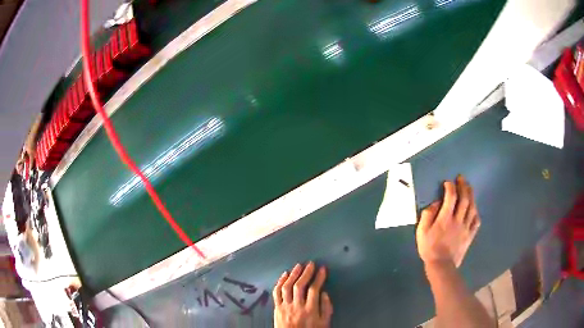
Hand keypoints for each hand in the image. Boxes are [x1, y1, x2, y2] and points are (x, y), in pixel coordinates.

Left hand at [272, 262, 332, 327]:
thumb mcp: (324, 323)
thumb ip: (326, 309)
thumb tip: (325, 293)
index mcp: (310, 310)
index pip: (314, 289)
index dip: (319, 278)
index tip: (322, 269)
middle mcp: (297, 306)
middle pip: (300, 286)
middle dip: (306, 273)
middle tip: (310, 264)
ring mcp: (285, 306)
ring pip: (287, 287)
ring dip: (293, 275)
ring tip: (298, 266)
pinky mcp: (277, 307)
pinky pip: (276, 292)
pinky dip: (280, 282)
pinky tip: (284, 275)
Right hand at [416, 175, 480, 267]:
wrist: (441, 266)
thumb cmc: (429, 248)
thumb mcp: (421, 232)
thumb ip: (427, 215)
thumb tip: (435, 203)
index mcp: (445, 218)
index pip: (451, 196)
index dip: (450, 187)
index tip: (447, 183)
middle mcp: (458, 220)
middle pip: (465, 199)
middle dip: (464, 186)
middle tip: (462, 179)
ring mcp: (466, 227)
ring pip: (472, 207)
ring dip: (471, 196)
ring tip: (469, 188)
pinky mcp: (470, 235)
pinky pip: (476, 221)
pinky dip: (476, 212)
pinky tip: (474, 209)